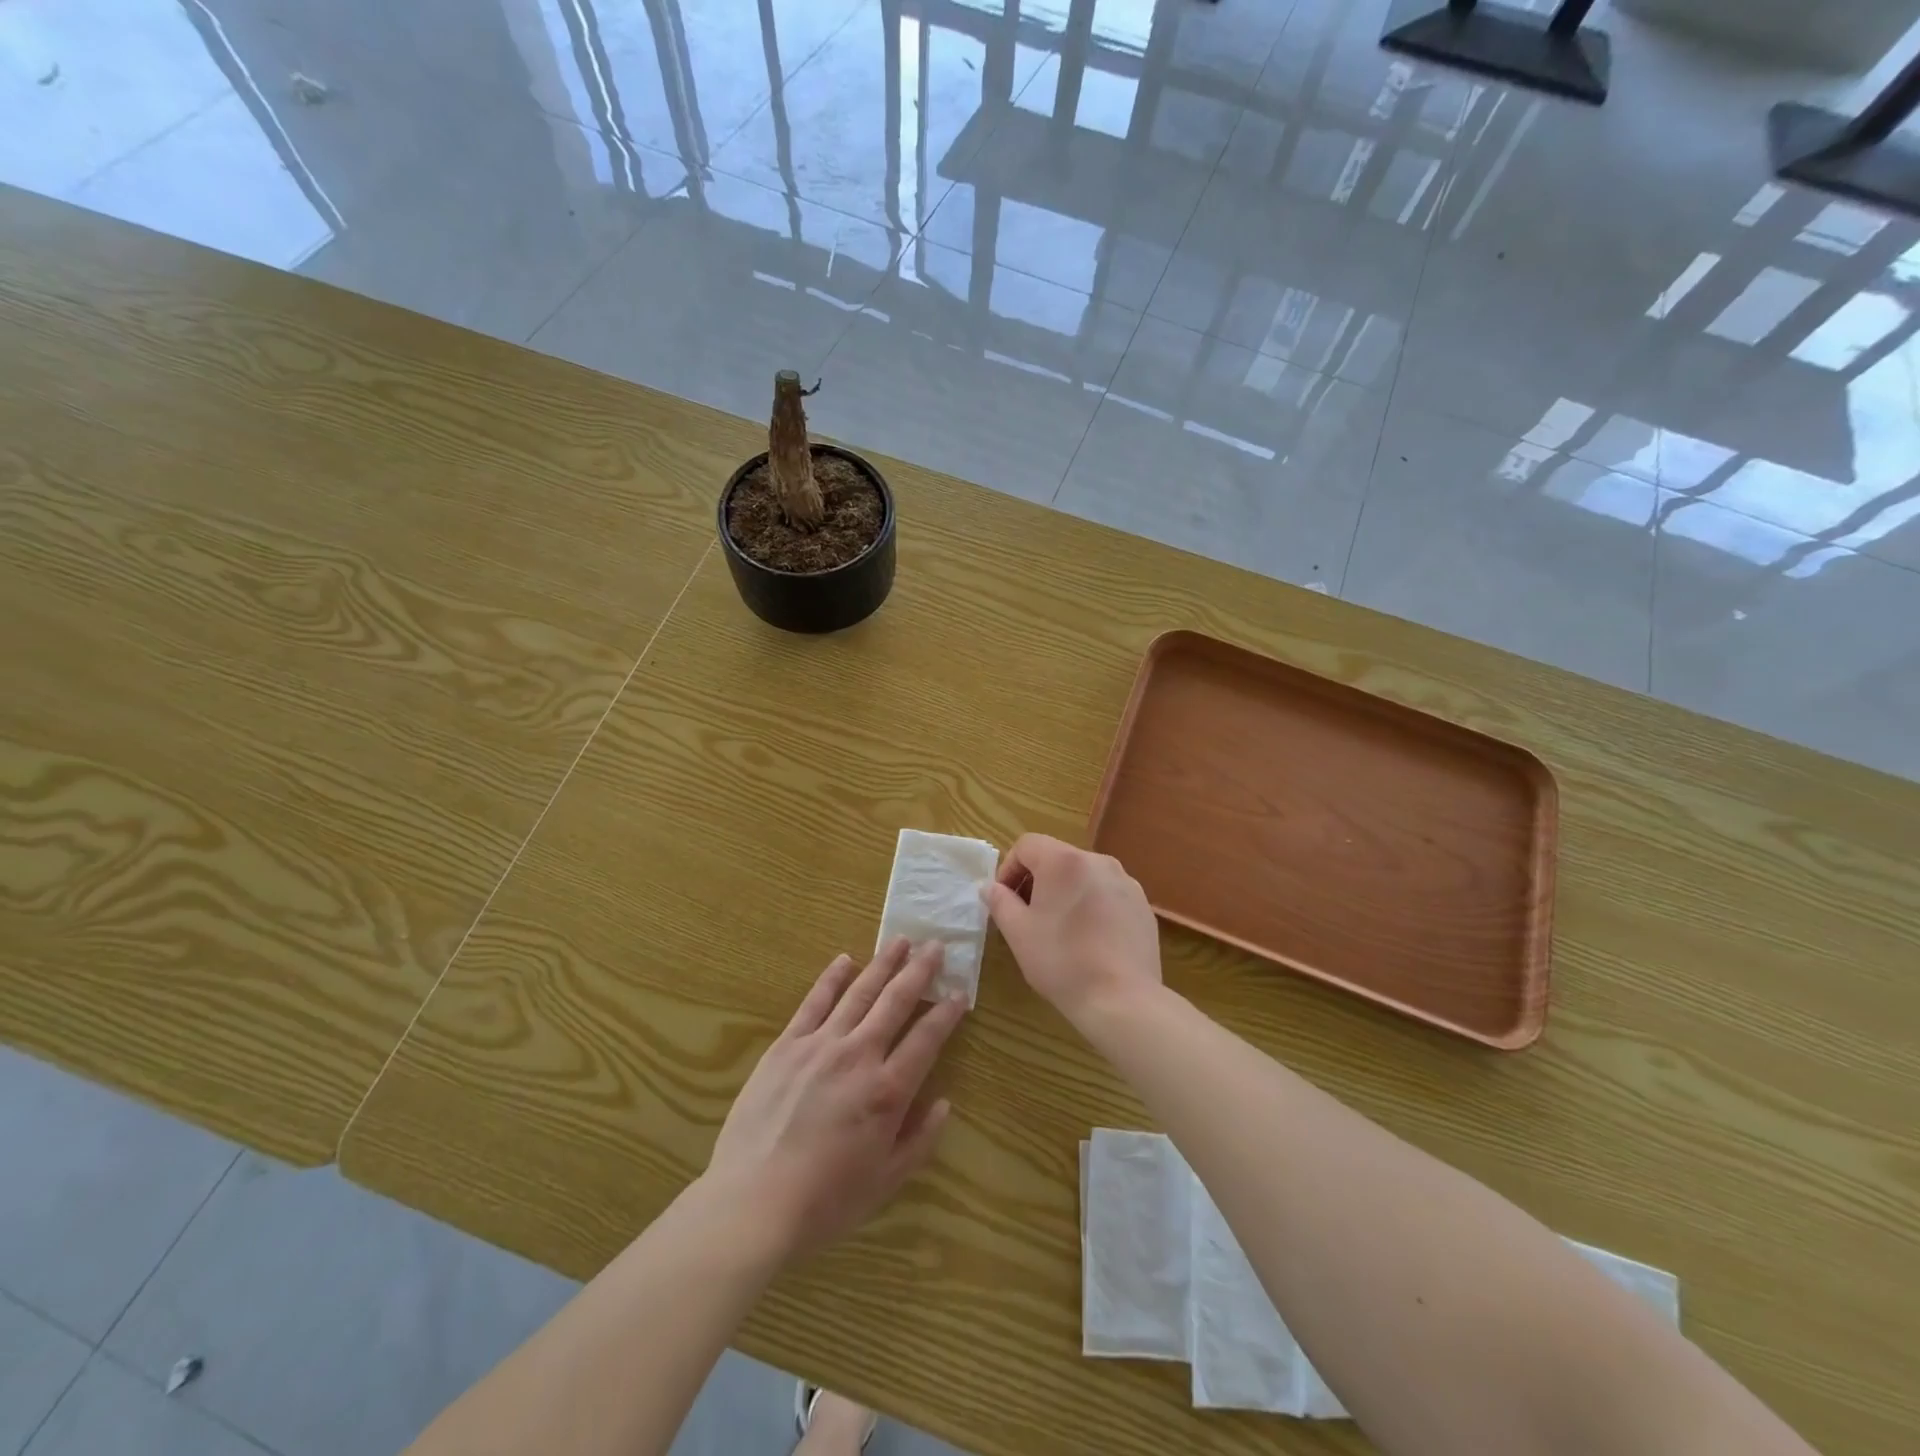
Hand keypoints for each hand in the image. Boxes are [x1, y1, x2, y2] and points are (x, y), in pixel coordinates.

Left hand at [706, 940, 966, 1259]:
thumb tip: (943, 1102)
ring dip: (883, 964)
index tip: (959, 994)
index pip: (927, 1039)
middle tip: (936, 945)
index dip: (946, 1014)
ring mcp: (820, 1045)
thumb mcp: (886, 1183)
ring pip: (859, 992)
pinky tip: (845, 960)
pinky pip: (814, 1002)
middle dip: (920, 971)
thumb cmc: (825, 1201)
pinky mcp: (786, 1045)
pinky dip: (832, 978)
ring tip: (901, 940)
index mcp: (888, 1091)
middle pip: (896, 1002)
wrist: (752, 1204)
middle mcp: (858, 1056)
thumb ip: (920, 1140)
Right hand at [986, 834, 1161, 1024]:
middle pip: (1057, 857)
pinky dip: (1092, 905)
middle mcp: (1098, 861)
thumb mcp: (1018, 932)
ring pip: (1084, 875)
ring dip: (1065, 892)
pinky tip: (1090, 939)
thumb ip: (1000, 902)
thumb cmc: (1062, 961)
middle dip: (1037, 880)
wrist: (1123, 999)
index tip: (1005, 900)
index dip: (1009, 868)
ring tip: (1060, 929)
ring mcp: (1125, 881)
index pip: (1027, 845)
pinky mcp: (1142, 904)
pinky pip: (1107, 893)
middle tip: (1028, 916)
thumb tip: (989, 887)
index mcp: (1064, 861)